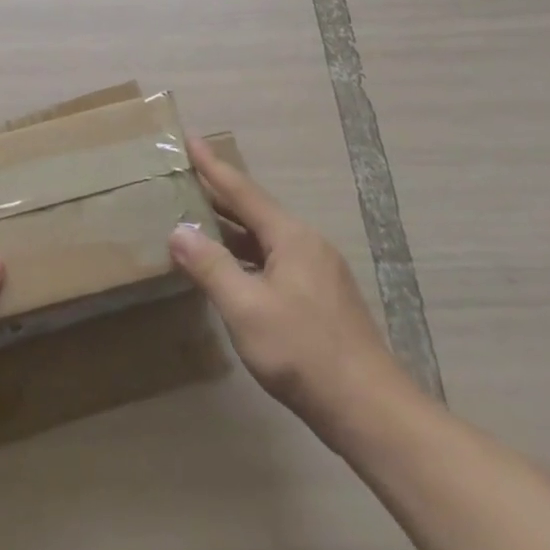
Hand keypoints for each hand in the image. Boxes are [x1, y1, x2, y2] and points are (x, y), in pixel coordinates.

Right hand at [169, 136, 404, 432]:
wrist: (370, 411)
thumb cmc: (303, 352)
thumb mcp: (246, 309)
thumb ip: (210, 266)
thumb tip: (178, 230)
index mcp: (291, 236)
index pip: (242, 190)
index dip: (212, 165)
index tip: (190, 138)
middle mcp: (307, 244)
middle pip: (255, 210)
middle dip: (219, 194)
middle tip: (185, 177)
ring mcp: (318, 272)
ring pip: (265, 238)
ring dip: (231, 228)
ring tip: (197, 220)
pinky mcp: (321, 299)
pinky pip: (274, 260)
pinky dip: (246, 255)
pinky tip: (231, 269)